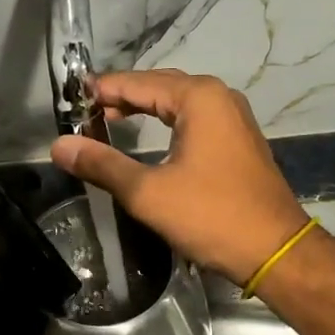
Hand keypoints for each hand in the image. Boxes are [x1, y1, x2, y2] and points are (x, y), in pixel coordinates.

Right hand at [50, 71, 308, 287]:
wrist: (275, 251)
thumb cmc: (211, 216)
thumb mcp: (148, 192)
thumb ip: (102, 164)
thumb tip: (58, 145)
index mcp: (199, 98)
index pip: (139, 83)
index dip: (103, 88)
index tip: (71, 96)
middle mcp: (220, 97)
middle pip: (160, 86)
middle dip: (123, 95)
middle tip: (86, 109)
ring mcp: (234, 118)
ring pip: (179, 102)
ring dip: (146, 107)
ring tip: (110, 119)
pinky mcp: (239, 140)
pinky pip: (195, 118)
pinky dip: (167, 121)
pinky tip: (151, 137)